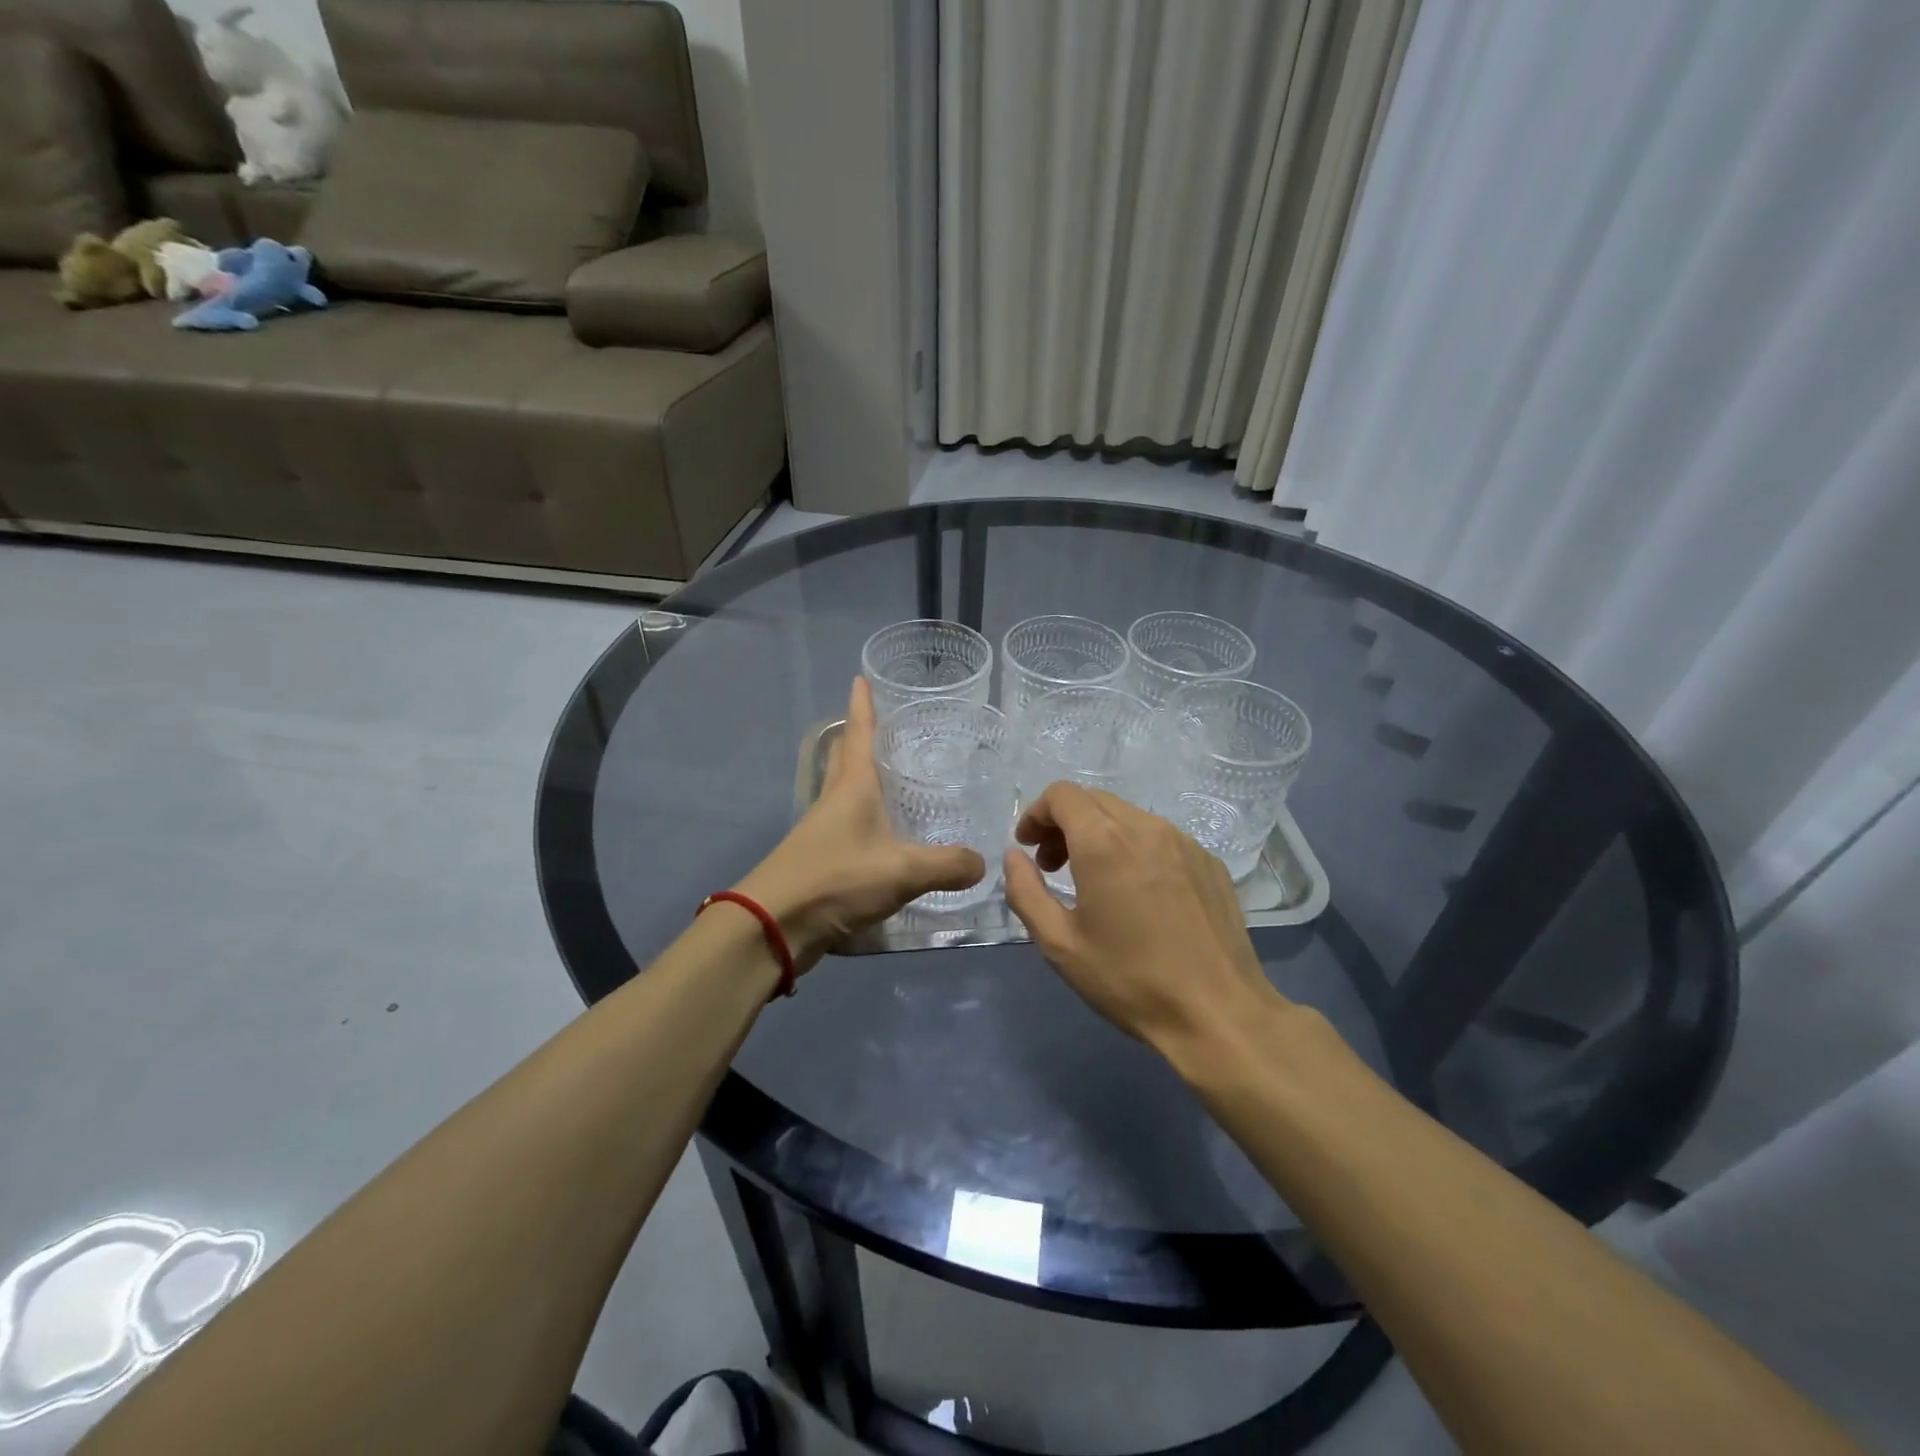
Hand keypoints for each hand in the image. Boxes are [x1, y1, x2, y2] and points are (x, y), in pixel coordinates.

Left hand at [735, 678, 984, 970]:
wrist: (773, 926)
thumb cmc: (836, 880)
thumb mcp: (902, 870)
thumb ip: (947, 865)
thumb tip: (981, 862)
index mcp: (852, 787)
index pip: (858, 733)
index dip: (862, 705)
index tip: (860, 677)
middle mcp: (834, 800)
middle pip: (846, 758)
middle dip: (861, 738)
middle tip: (888, 726)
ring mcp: (823, 830)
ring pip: (846, 792)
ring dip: (864, 779)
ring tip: (896, 778)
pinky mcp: (820, 858)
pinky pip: (848, 827)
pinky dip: (867, 820)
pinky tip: (887, 835)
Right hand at [1001, 783, 1288, 1053]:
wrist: (1219, 1014)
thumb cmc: (1130, 980)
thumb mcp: (1060, 945)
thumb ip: (1025, 892)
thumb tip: (1014, 857)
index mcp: (1104, 842)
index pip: (1062, 795)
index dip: (1036, 814)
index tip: (1027, 847)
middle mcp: (1145, 828)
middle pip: (1093, 800)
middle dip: (1063, 823)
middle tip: (1052, 867)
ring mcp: (1184, 842)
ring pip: (1128, 816)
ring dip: (1098, 834)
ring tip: (1093, 881)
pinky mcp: (1209, 861)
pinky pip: (1159, 837)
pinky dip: (1134, 848)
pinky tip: (1137, 894)